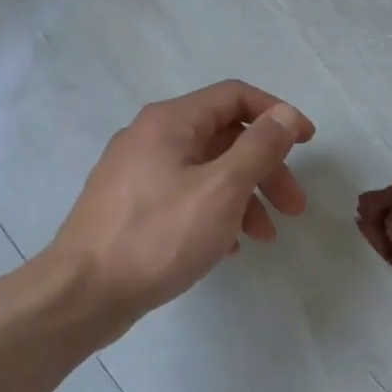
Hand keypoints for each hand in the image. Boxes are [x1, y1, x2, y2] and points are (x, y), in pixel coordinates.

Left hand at [44, 80, 314, 341]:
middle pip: (225, 138)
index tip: (308, 143)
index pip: (235, 97)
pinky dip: (217, 213)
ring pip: (208, 171)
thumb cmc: (159, 235)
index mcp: (171, 122)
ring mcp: (138, 173)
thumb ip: (260, 147)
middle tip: (294, 207)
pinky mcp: (132, 206)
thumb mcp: (222, 188)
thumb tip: (286, 114)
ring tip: (265, 237)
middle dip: (267, 169)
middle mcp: (151, 138)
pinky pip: (187, 196)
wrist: (83, 293)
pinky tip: (229, 246)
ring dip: (246, 197)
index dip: (278, 115)